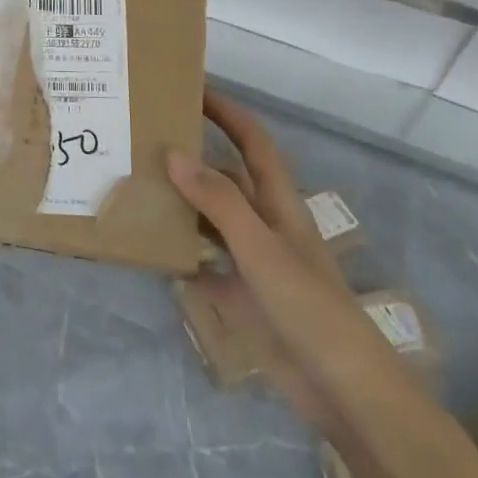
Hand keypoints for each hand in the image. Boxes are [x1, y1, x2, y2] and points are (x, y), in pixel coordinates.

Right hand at [169, 89, 399, 420]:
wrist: (342, 389)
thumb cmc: (309, 306)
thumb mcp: (261, 247)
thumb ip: (218, 201)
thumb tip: (174, 153)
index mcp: (277, 202)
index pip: (251, 141)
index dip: (226, 112)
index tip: (190, 88)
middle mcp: (262, 223)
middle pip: (225, 177)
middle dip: (192, 155)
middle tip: (144, 138)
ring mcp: (251, 261)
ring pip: (209, 219)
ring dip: (180, 203)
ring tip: (136, 184)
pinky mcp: (240, 295)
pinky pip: (202, 264)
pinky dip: (178, 254)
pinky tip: (149, 250)